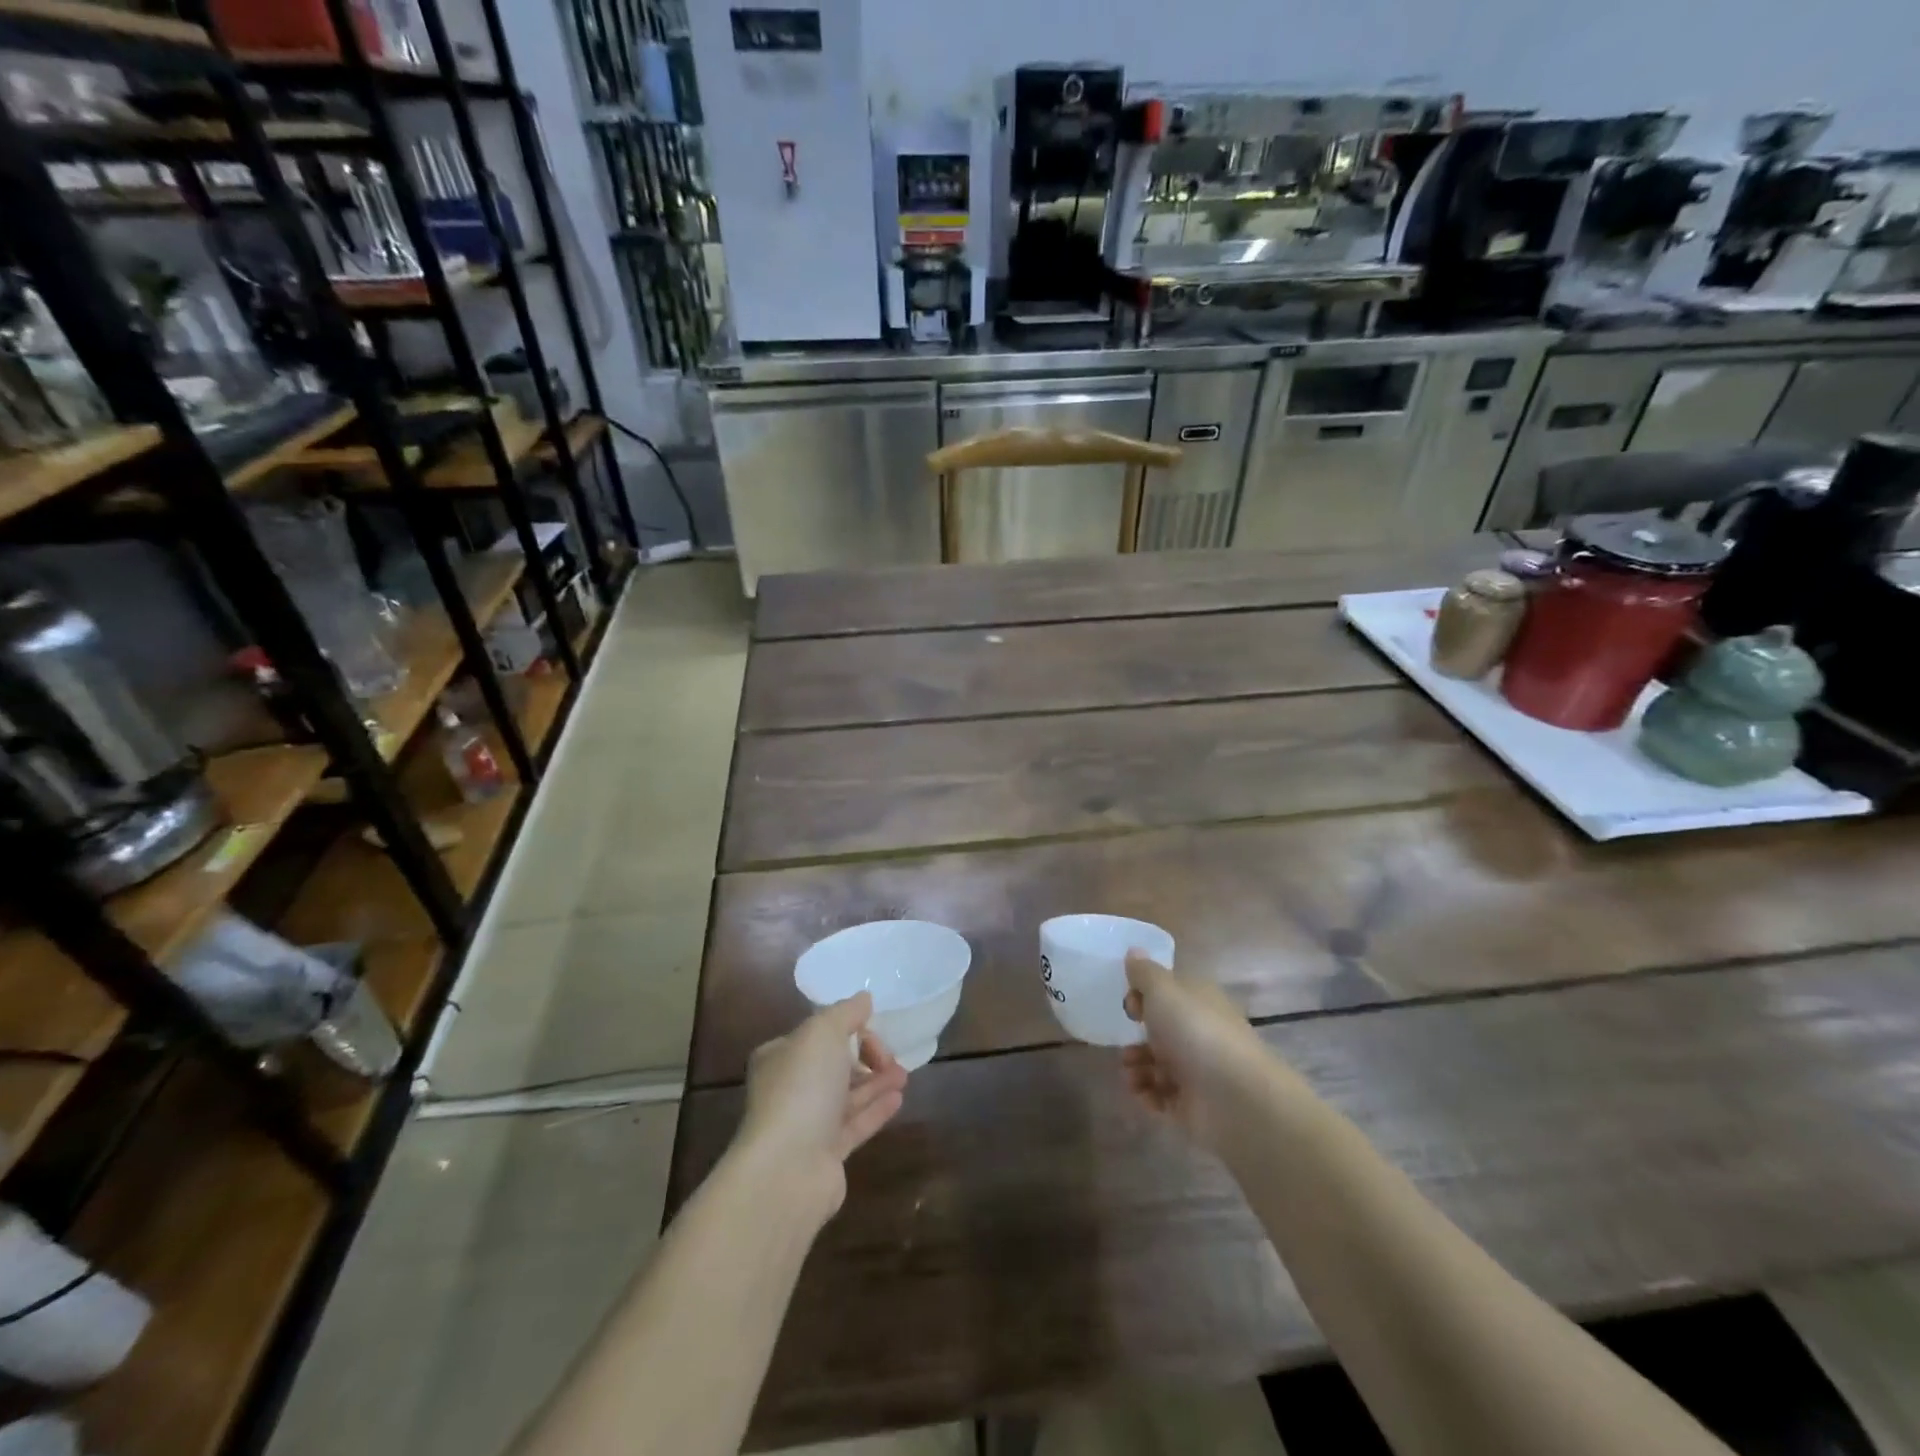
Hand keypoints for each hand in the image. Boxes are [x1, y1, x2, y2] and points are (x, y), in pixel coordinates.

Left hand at [734, 992, 908, 1222]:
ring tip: (904, 1075)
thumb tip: (864, 998)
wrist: (787, 1169)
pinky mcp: (826, 1155)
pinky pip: (855, 1124)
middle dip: (865, 1057)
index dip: (849, 1028)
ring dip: (876, 1082)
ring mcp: (807, 1124)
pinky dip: (876, 1109)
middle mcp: (789, 1089)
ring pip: (847, 1096)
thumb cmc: (801, 1088)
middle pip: (834, 1065)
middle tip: (893, 1056)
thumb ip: (845, 1012)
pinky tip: (899, 1098)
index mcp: (780, 1056)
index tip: (873, 1030)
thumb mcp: (823, 1033)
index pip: (818, 1034)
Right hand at [1121, 951, 1268, 1149]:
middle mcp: (1199, 1032)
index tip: (1130, 1005)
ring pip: (1157, 1064)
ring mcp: (1198, 1070)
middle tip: (1125, 1046)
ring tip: (1132, 1074)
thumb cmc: (1196, 1033)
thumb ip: (1144, 973)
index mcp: (1198, 1000)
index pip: (1168, 993)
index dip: (1144, 997)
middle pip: (1160, 1031)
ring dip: (1137, 1067)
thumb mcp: (1163, 990)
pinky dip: (1148, 1094)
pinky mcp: (1193, 1104)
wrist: (1236, 1098)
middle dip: (1136, 1037)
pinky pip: (1162, 1096)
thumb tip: (1134, 952)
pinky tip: (1142, 1094)